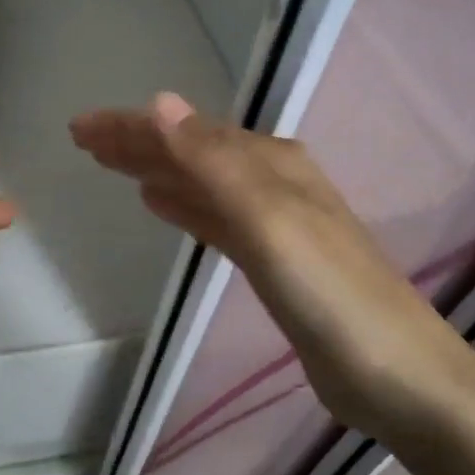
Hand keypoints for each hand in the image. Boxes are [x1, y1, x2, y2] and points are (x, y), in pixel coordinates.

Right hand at [70, 94, 464, 418]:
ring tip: (110, 164)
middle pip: (190, 152)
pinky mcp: (268, 262)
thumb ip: (212, 161)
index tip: (81, 127)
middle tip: (82, 140)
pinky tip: (158, 203)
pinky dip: (181, 205)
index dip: (132, 126)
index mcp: (269, 164)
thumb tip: (160, 102)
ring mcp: (271, 223)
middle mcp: (270, 182)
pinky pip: (211, 218)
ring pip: (197, 183)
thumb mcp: (267, 218)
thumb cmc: (328, 292)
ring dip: (153, 169)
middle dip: (136, 143)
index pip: (186, 132)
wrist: (393, 373)